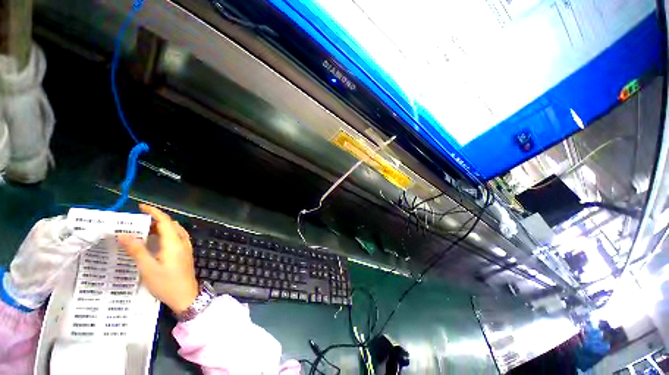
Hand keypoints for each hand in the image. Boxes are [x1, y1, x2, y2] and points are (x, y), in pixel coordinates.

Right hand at [117, 204, 198, 313]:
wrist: (186, 296)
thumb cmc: (166, 283)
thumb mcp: (148, 268)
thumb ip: (137, 250)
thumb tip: (124, 234)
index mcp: (174, 242)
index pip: (165, 221)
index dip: (154, 212)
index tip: (141, 207)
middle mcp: (183, 242)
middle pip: (170, 225)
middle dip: (155, 219)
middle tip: (137, 221)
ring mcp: (186, 247)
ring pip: (175, 231)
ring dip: (161, 227)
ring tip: (143, 229)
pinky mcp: (185, 253)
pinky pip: (176, 238)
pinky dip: (166, 234)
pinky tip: (156, 241)